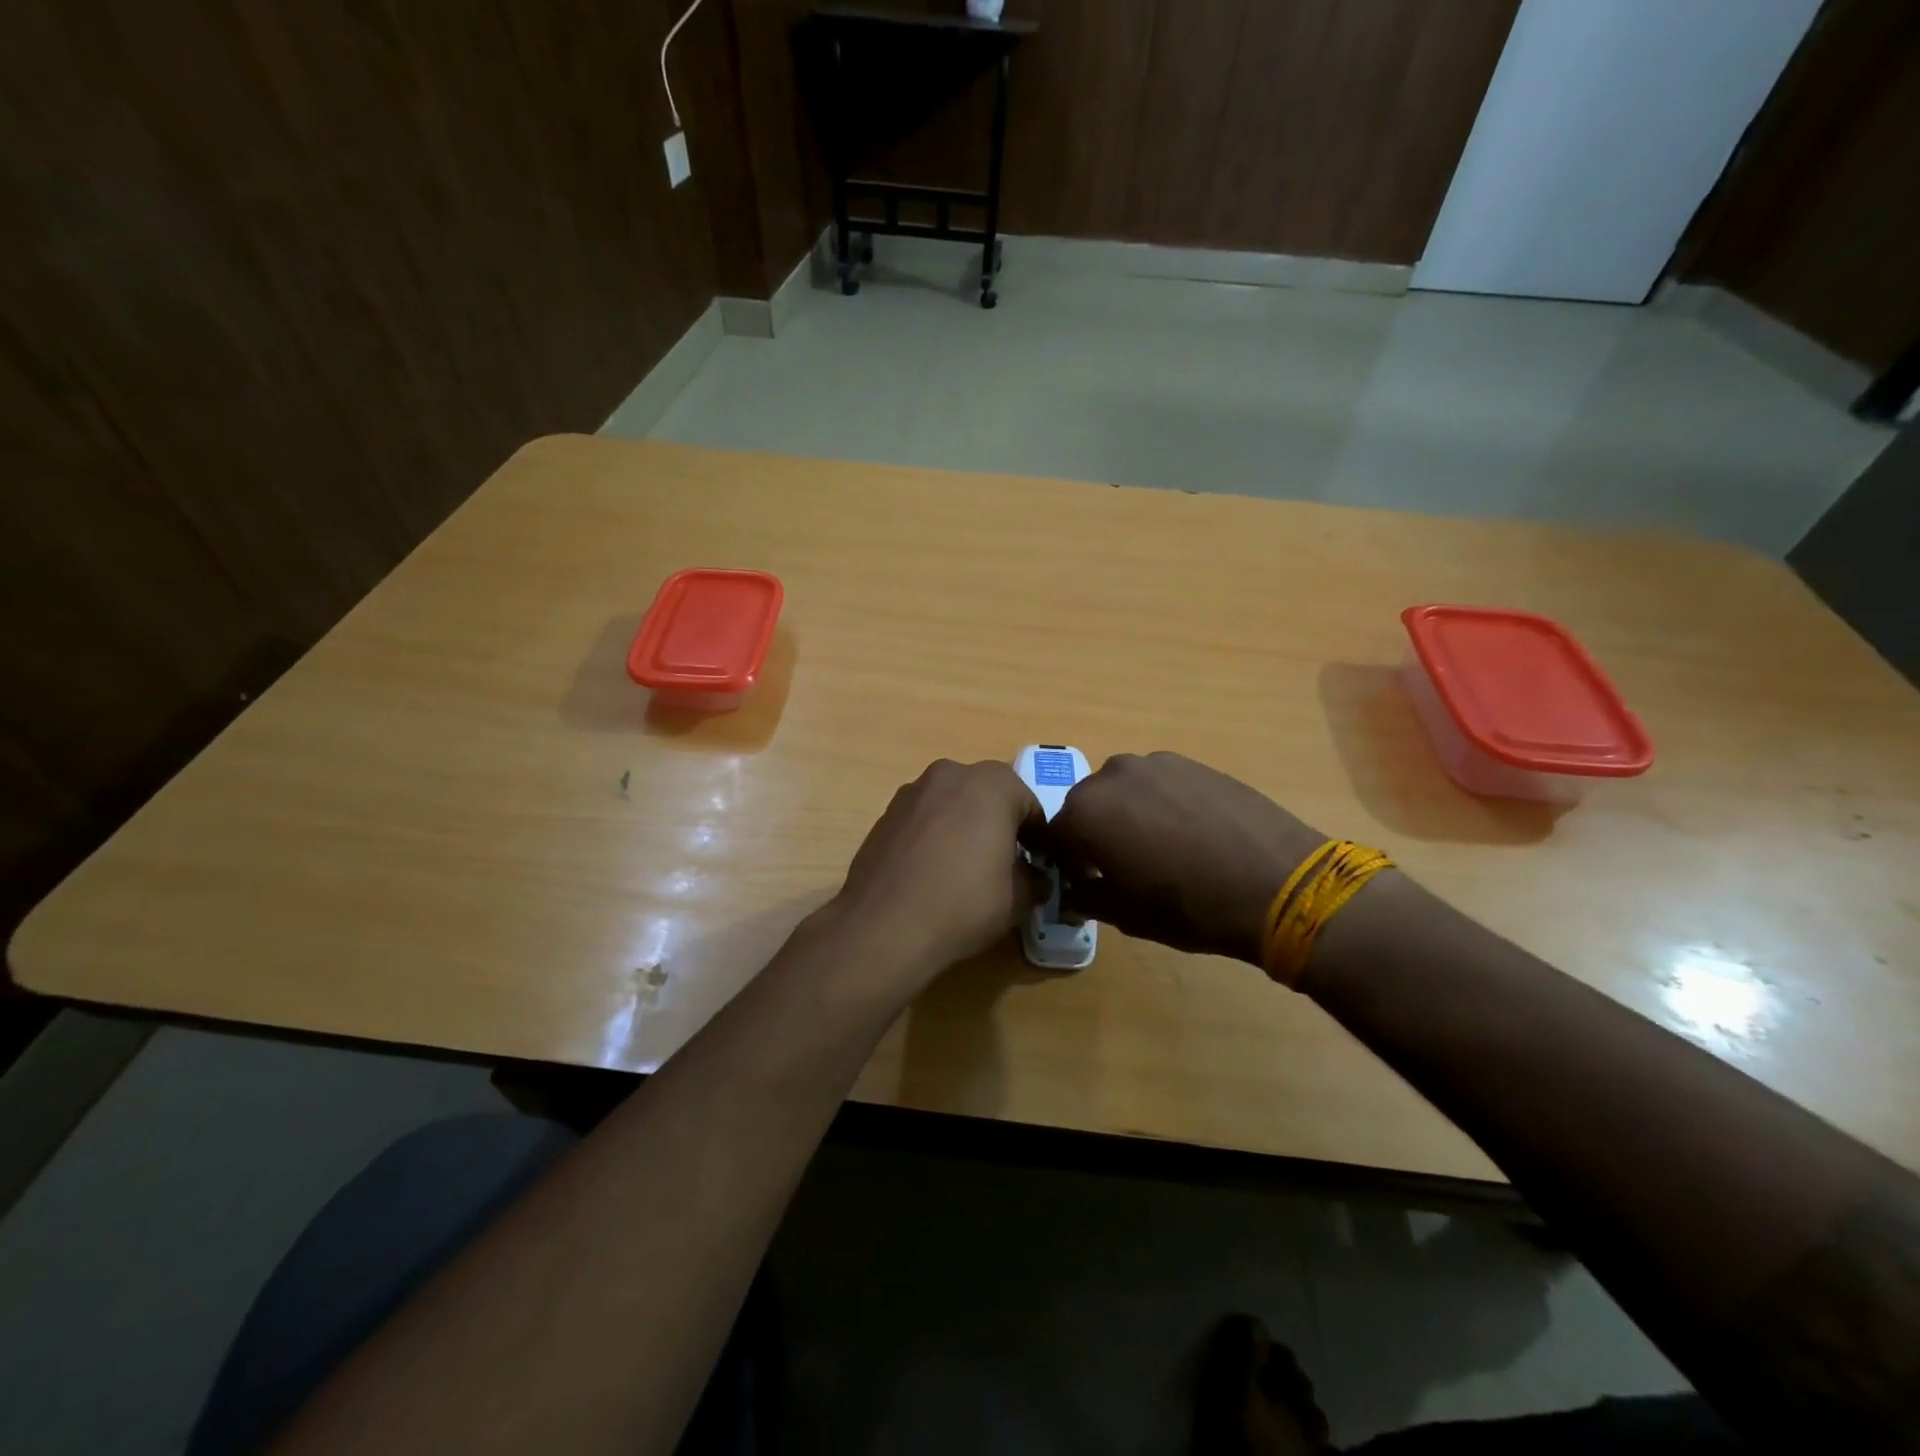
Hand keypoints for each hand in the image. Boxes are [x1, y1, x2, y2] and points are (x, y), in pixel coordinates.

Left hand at [826, 759, 1048, 989]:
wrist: (883, 925)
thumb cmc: (963, 903)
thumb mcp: (1019, 898)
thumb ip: (1036, 879)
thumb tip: (1035, 877)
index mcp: (993, 783)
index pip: (1030, 806)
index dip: (1039, 838)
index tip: (1039, 866)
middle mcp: (952, 773)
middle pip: (989, 797)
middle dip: (1000, 825)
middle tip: (1004, 865)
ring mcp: (913, 790)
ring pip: (953, 804)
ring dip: (965, 827)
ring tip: (964, 869)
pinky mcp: (886, 812)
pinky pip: (924, 819)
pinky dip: (935, 836)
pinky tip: (932, 872)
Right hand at [1044, 752, 1326, 964]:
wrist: (1278, 882)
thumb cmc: (1190, 906)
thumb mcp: (1126, 915)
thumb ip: (1087, 896)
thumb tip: (1075, 890)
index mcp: (1085, 812)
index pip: (1055, 835)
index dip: (1068, 863)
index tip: (1088, 883)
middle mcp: (1112, 775)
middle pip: (1088, 806)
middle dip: (1097, 833)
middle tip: (1126, 866)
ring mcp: (1155, 763)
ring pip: (1125, 791)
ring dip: (1130, 815)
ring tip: (1164, 847)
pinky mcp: (1192, 762)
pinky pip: (1160, 783)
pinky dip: (1162, 803)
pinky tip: (1192, 832)